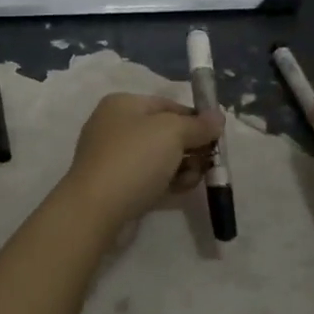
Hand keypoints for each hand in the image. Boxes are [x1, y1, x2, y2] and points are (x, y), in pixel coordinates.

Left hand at [59, 94, 223, 226]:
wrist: (96, 209)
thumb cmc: (134, 159)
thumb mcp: (172, 133)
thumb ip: (198, 125)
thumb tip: (218, 117)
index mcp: (122, 104)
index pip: (168, 105)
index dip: (194, 118)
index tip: (216, 136)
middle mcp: (115, 126)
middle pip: (165, 132)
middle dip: (190, 146)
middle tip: (208, 162)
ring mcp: (113, 157)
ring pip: (159, 157)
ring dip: (182, 166)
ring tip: (193, 179)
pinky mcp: (116, 185)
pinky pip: (149, 178)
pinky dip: (167, 182)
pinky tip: (181, 191)